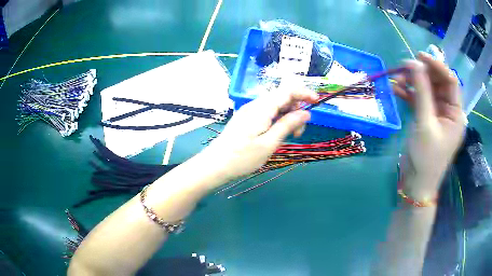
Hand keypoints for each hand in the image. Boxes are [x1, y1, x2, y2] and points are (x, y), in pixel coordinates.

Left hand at [200, 81, 318, 184]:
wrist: (215, 165)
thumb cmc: (242, 158)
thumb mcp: (269, 143)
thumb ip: (288, 125)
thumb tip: (306, 112)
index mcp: (262, 108)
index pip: (287, 90)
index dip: (304, 92)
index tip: (317, 102)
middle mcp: (256, 105)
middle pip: (282, 97)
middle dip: (296, 109)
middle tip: (299, 132)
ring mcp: (250, 111)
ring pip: (276, 106)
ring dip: (288, 117)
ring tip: (290, 136)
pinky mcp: (247, 119)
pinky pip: (268, 113)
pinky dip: (278, 120)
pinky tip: (278, 134)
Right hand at [393, 52, 464, 197]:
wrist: (416, 183)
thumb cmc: (426, 158)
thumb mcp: (425, 123)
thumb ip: (421, 92)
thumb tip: (413, 63)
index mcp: (456, 113)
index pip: (450, 80)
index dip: (437, 65)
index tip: (419, 56)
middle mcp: (448, 110)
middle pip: (437, 83)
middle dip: (422, 73)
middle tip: (404, 67)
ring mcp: (437, 114)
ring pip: (427, 90)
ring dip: (413, 83)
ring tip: (396, 79)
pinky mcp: (426, 118)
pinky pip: (419, 100)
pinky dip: (408, 94)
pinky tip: (396, 89)